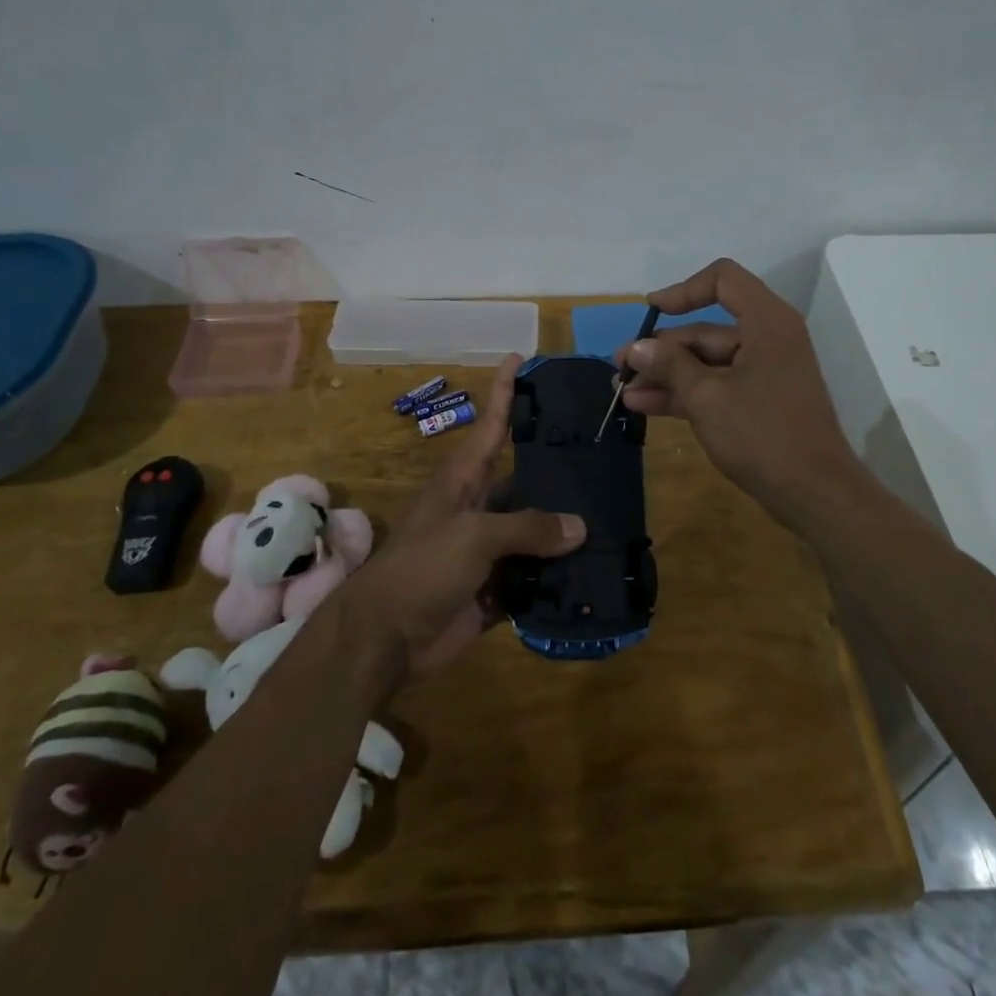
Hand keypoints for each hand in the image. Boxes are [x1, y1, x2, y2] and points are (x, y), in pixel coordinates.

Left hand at [344, 355, 584, 686]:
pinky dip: (556, 577)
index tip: (522, 358)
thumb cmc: (422, 567)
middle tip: (602, 453)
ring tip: (611, 516)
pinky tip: (592, 571)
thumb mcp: (473, 535)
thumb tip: (578, 527)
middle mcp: (476, 508)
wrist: (385, 638)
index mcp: (463, 481)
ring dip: (562, 530)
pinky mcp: (493, 590)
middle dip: (555, 468)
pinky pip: (532, 577)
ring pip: (532, 531)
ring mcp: (485, 551)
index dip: (504, 391)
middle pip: (522, 480)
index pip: (491, 425)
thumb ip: (527, 527)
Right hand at [616, 259, 869, 529]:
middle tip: (622, 367)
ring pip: (706, 362)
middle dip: (661, 348)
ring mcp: (764, 373)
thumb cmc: (761, 434)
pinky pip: (716, 385)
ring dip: (666, 375)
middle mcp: (767, 339)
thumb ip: (669, 365)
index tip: (651, 311)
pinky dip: (684, 393)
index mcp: (766, 322)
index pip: (723, 280)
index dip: (683, 290)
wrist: (814, 493)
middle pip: (706, 330)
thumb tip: (636, 348)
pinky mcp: (759, 402)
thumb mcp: (706, 396)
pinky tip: (645, 406)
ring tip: (624, 390)